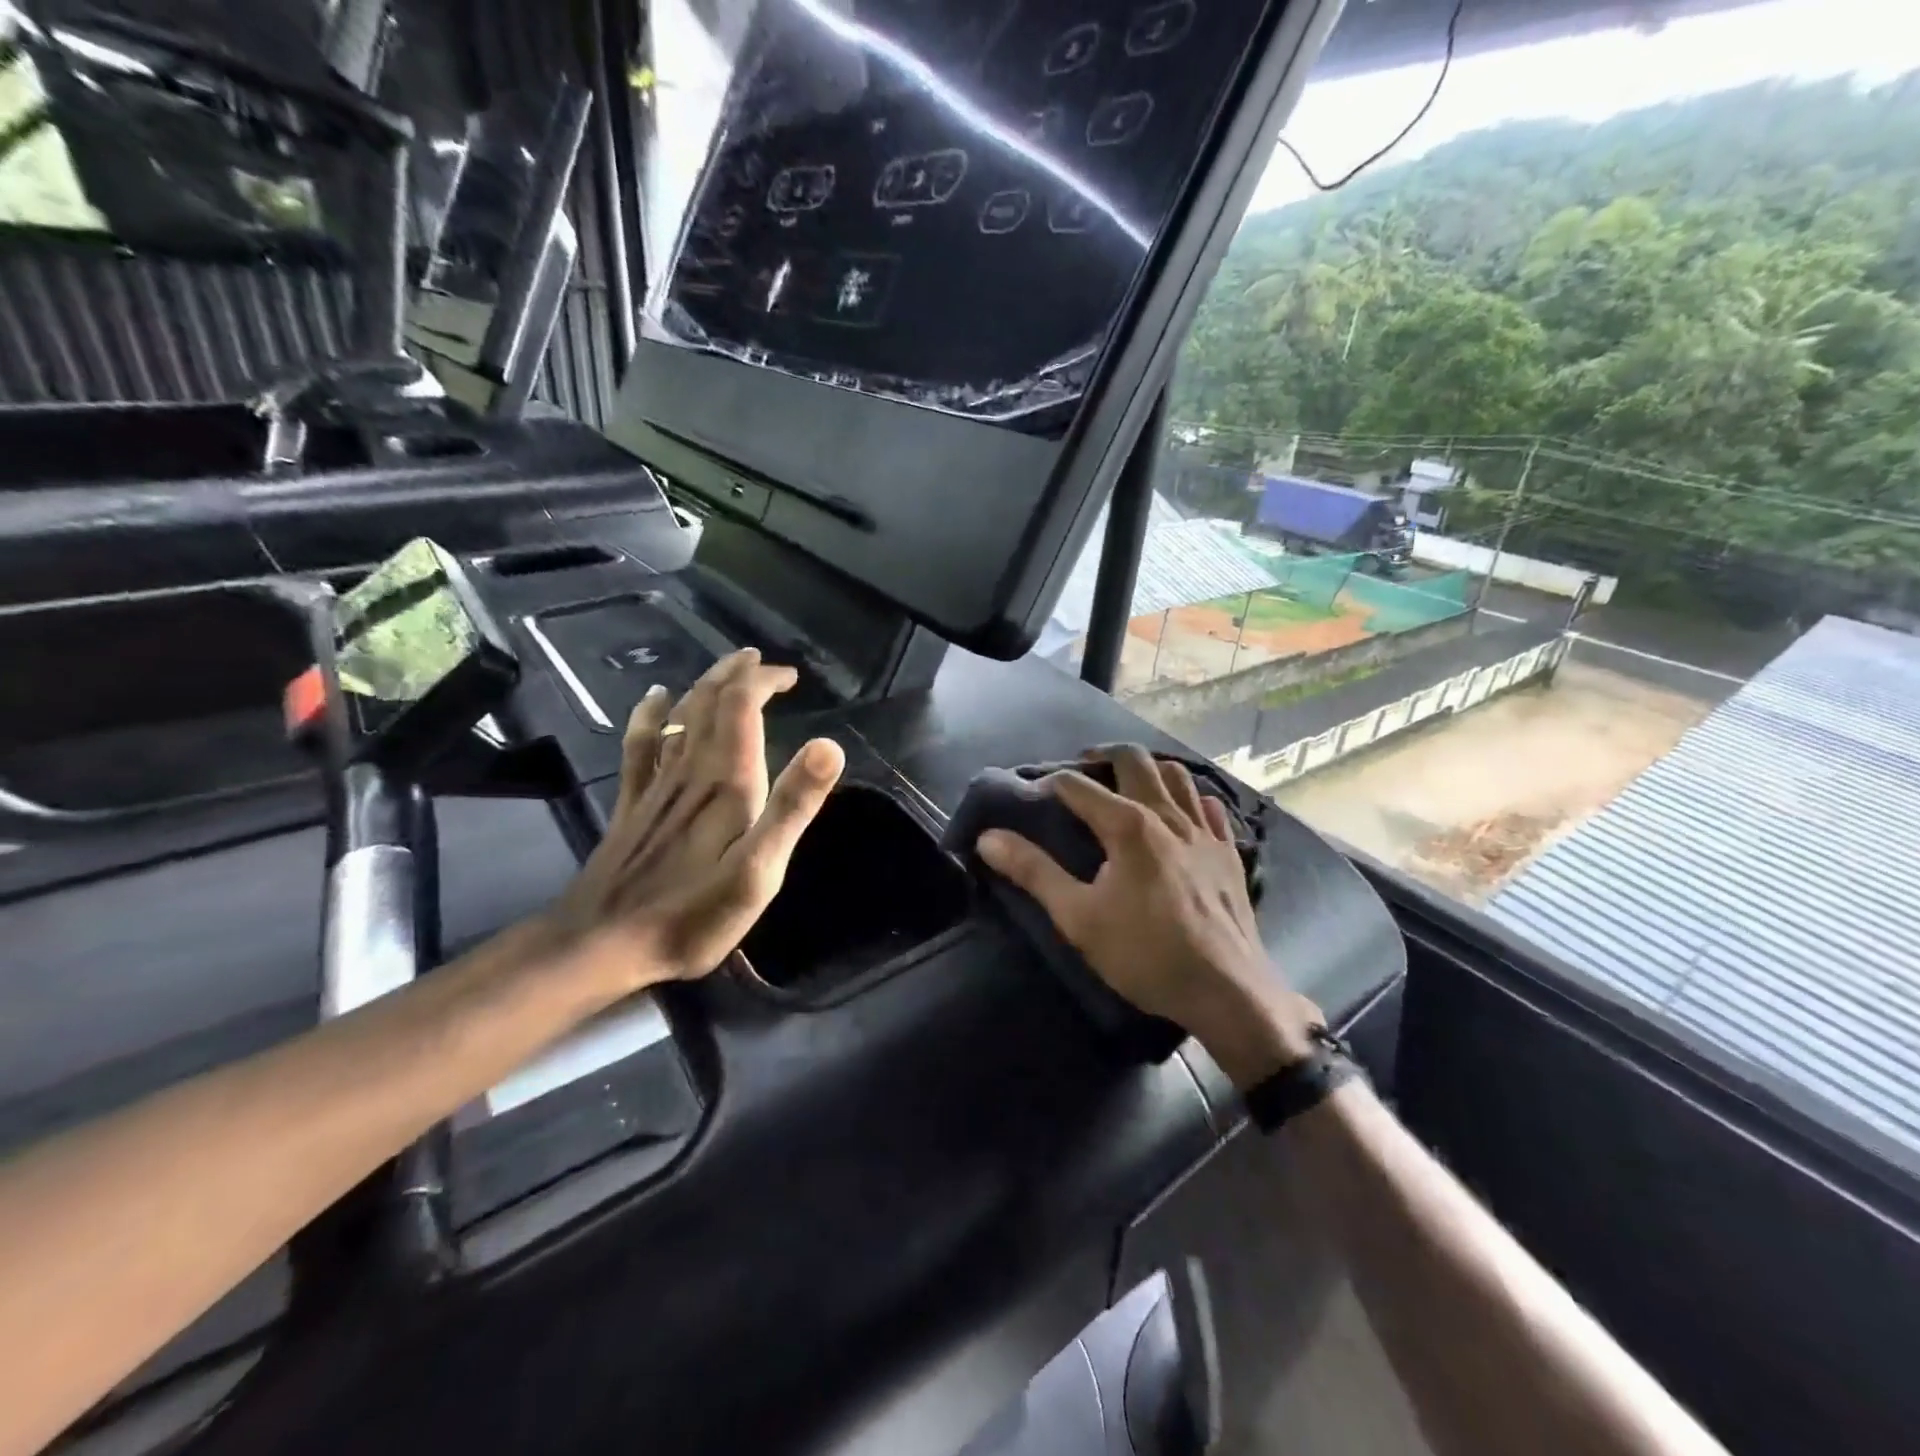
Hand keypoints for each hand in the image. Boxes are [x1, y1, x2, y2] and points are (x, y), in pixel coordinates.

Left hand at [550, 649, 845, 985]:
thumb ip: (793, 806)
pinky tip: (655, 699)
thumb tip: (829, 745)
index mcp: (726, 780)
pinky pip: (641, 744)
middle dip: (737, 675)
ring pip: (679, 715)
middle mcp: (690, 769)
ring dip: (704, 685)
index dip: (763, 681)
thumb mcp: (760, 869)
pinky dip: (651, 714)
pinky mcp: (633, 803)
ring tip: (726, 670)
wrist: (602, 944)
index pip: (742, 705)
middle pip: (709, 701)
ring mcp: (656, 784)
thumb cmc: (693, 914)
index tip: (790, 677)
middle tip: (762, 662)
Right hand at [975, 745, 1319, 1087]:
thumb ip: (1034, 872)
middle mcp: (1167, 814)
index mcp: (1127, 825)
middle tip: (1082, 770)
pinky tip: (1181, 814)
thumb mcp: (1078, 918)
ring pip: (1177, 774)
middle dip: (1102, 756)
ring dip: (1148, 769)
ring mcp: (1204, 831)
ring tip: (1128, 784)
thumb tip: (989, 838)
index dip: (1050, 784)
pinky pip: (1209, 806)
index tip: (1033, 796)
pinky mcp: (1229, 851)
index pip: (1078, 785)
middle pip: (1134, 759)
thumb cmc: (1145, 954)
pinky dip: (1189, 798)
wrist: (1226, 991)